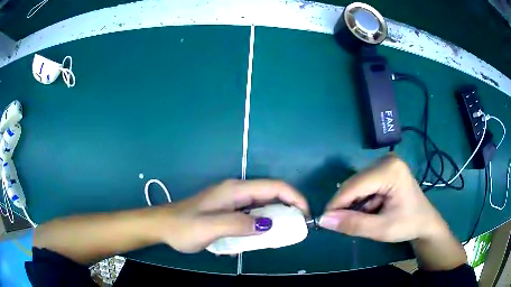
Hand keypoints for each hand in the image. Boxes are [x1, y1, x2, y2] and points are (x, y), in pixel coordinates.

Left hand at [160, 179, 308, 252]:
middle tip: (296, 228)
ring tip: (283, 235)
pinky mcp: (228, 211)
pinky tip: (261, 237)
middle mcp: (237, 192)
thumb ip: (240, 225)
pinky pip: (252, 215)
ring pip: (263, 205)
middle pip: (271, 194)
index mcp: (235, 190)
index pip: (274, 186)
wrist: (164, 226)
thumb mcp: (211, 227)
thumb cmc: (185, 226)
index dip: (294, 197)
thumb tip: (269, 225)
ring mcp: (232, 202)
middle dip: (288, 208)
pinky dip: (262, 224)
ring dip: (276, 218)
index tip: (305, 215)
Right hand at [319, 154, 448, 242]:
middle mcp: (386, 160)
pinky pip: (364, 184)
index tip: (325, 221)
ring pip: (357, 184)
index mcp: (390, 170)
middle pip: (355, 183)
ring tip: (367, 218)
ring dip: (355, 203)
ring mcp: (386, 162)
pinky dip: (362, 200)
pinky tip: (372, 209)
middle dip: (348, 205)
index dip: (337, 203)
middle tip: (348, 224)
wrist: (424, 221)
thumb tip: (323, 220)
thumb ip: (353, 224)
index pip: (355, 185)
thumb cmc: (407, 225)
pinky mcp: (385, 168)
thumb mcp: (381, 229)